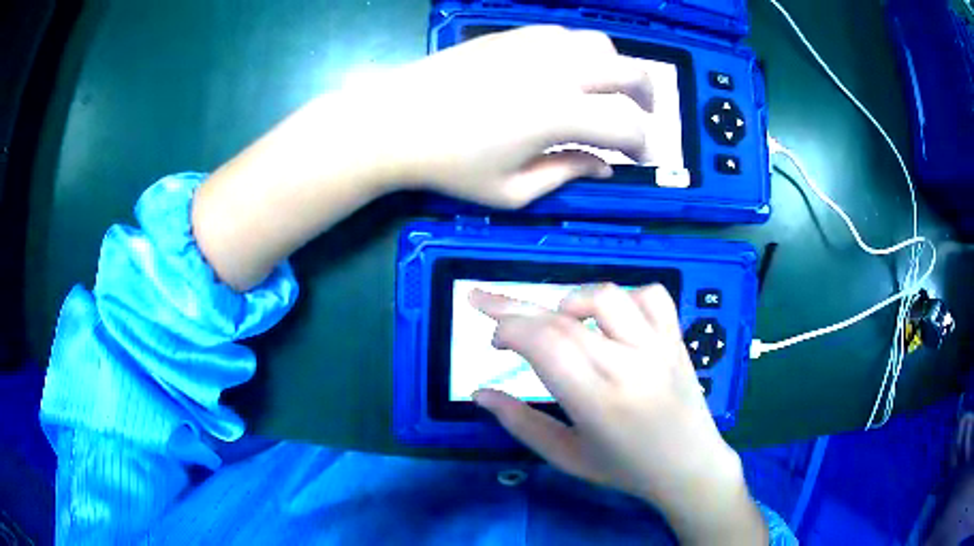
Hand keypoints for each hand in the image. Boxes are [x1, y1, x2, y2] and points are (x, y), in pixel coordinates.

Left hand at [344, 25, 656, 207]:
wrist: (394, 120)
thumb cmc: (449, 165)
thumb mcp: (511, 191)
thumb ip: (566, 175)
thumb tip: (603, 167)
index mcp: (560, 114)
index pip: (628, 126)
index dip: (644, 146)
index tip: (641, 159)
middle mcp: (558, 71)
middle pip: (630, 72)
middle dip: (648, 98)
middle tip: (642, 118)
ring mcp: (534, 46)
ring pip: (601, 45)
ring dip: (616, 69)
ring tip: (607, 92)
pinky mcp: (512, 35)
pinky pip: (564, 35)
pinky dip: (581, 52)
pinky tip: (568, 70)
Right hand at [471, 285, 767, 543]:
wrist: (690, 467)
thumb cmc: (625, 469)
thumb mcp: (567, 457)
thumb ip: (520, 423)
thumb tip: (480, 394)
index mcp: (597, 401)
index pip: (544, 344)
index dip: (509, 328)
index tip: (494, 339)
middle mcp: (627, 365)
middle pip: (562, 318)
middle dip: (514, 306)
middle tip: (484, 303)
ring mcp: (657, 347)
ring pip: (606, 296)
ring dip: (570, 301)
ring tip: (559, 321)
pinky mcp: (675, 339)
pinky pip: (651, 295)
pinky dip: (624, 297)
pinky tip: (612, 320)